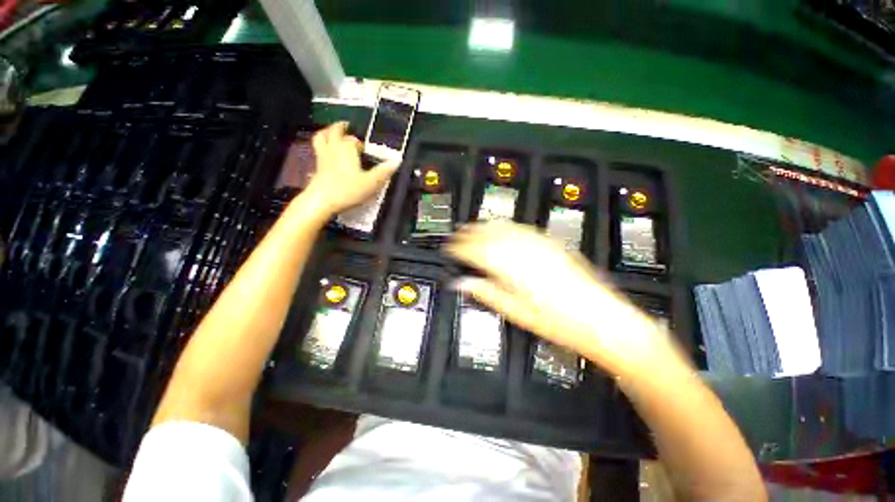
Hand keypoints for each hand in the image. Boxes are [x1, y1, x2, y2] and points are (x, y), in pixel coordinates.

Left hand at [299, 122, 398, 215]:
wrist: (322, 201)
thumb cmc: (348, 190)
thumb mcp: (371, 183)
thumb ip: (383, 172)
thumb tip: (397, 161)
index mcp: (347, 148)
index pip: (354, 140)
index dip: (360, 143)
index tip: (366, 149)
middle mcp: (333, 148)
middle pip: (334, 131)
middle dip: (340, 127)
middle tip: (346, 126)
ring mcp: (322, 157)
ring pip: (321, 138)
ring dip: (327, 133)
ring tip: (332, 133)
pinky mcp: (316, 167)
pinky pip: (318, 150)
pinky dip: (322, 147)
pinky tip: (328, 154)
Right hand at [446, 221, 683, 376]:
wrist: (601, 319)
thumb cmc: (557, 322)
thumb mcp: (515, 312)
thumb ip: (485, 293)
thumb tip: (461, 284)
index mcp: (510, 268)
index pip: (476, 250)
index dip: (460, 247)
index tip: (450, 248)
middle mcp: (522, 251)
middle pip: (489, 235)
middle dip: (469, 233)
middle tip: (457, 234)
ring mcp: (539, 244)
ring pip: (504, 227)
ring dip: (486, 226)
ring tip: (473, 227)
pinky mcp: (551, 243)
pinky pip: (522, 228)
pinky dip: (506, 226)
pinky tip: (502, 227)